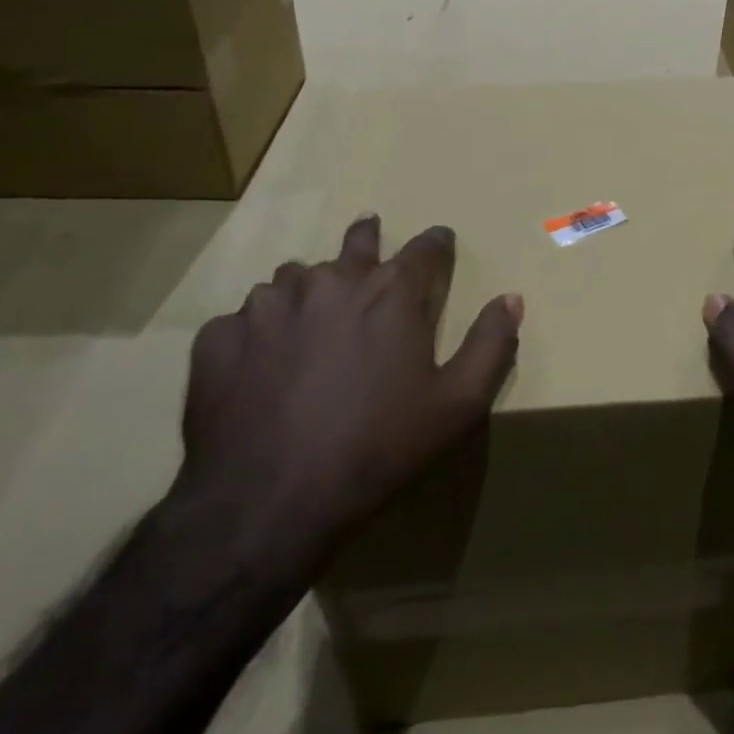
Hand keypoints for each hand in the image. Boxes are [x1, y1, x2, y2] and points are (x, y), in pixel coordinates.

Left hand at [178, 215, 521, 566]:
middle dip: (367, 237)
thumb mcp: (457, 405)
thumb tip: (512, 298)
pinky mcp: (221, 336)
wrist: (268, 502)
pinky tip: (259, 362)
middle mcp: (330, 280)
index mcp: (390, 292)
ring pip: (293, 277)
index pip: (425, 247)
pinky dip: (258, 330)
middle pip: (356, 242)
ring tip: (310, 312)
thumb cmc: (378, 448)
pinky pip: (244, 319)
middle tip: (369, 231)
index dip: (437, 243)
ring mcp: (269, 304)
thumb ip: (491, 345)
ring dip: (308, 287)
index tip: (440, 240)